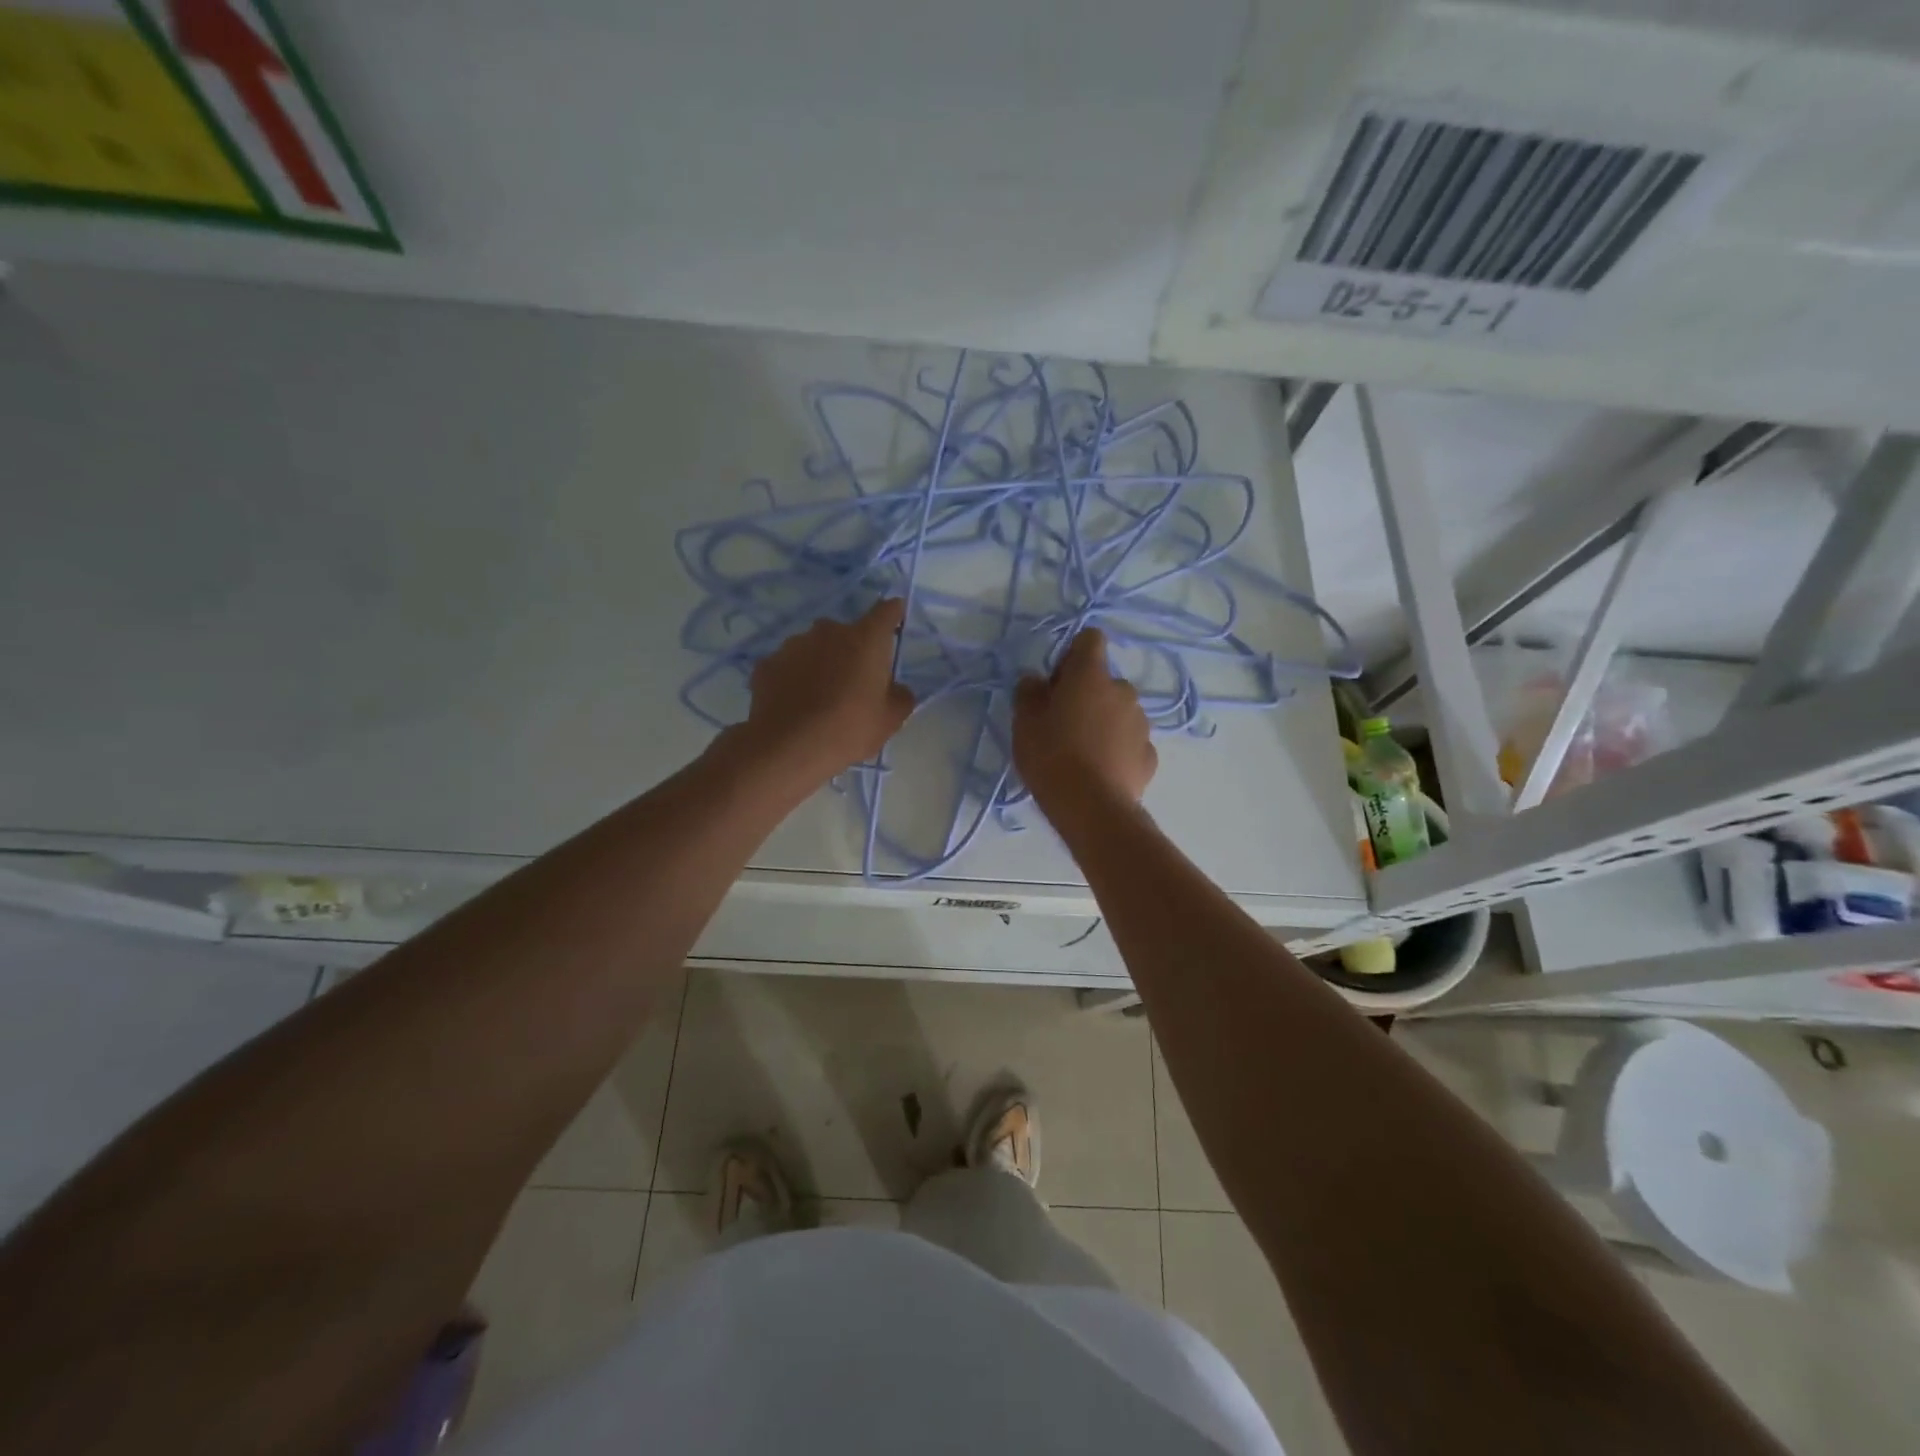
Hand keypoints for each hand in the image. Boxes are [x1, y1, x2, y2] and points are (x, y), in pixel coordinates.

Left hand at [741, 599, 915, 780]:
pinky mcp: (767, 664)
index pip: (886, 612)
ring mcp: (793, 645)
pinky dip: (793, 679)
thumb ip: (900, 696)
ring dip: (820, 664)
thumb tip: (896, 689)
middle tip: (854, 684)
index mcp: (865, 639)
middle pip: (847, 634)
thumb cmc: (849, 729)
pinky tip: (794, 705)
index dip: (893, 614)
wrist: (788, 748)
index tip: (895, 619)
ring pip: (814, 649)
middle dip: (852, 651)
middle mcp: (828, 631)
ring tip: (819, 698)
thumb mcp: (890, 720)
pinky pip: (788, 667)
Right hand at [1013, 627, 1156, 805]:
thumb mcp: (1024, 722)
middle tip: (1062, 724)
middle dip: (1086, 695)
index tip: (1057, 682)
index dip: (1072, 655)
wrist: (1091, 807)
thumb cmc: (1051, 755)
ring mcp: (1141, 723)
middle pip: (1103, 681)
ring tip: (1081, 753)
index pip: (1090, 639)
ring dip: (1103, 722)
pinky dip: (1116, 750)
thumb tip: (1037, 680)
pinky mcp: (1149, 755)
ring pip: (1119, 712)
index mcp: (1091, 675)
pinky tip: (1099, 771)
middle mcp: (1123, 691)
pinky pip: (1129, 742)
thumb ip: (1029, 692)